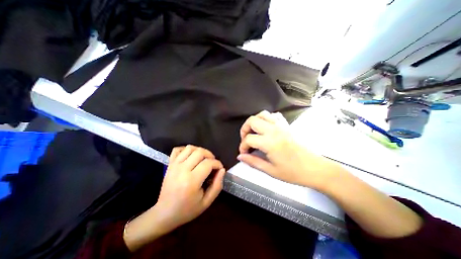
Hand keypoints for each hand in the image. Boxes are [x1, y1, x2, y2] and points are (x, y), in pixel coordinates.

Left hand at [156, 145, 226, 228]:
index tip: (220, 168)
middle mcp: (182, 170)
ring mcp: (174, 165)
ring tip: (204, 159)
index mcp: (192, 181)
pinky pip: (177, 149)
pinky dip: (186, 149)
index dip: (217, 163)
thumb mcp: (206, 202)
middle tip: (213, 163)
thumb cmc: (187, 210)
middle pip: (200, 152)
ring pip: (190, 148)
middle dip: (210, 155)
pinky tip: (191, 156)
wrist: (164, 213)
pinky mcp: (169, 164)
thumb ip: (217, 185)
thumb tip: (222, 170)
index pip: (208, 163)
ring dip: (200, 150)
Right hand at [238, 112, 337, 190]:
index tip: (244, 153)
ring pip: (262, 114)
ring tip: (254, 132)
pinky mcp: (287, 125)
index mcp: (269, 142)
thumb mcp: (271, 170)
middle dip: (244, 129)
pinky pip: (274, 115)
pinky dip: (266, 118)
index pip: (248, 139)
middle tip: (246, 140)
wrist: (316, 168)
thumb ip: (253, 162)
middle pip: (252, 120)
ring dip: (254, 122)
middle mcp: (274, 130)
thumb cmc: (294, 172)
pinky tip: (266, 128)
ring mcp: (281, 125)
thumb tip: (240, 156)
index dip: (242, 146)